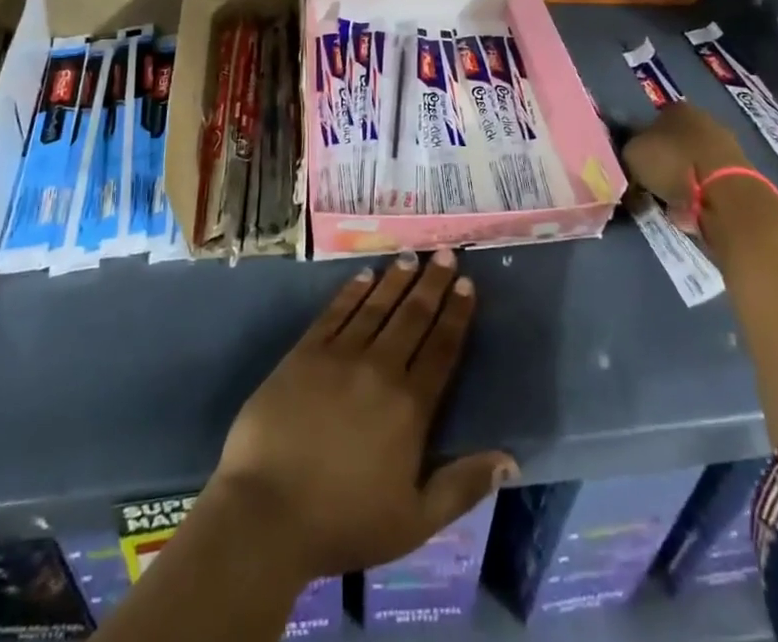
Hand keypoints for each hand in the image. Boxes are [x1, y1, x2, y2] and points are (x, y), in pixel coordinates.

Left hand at [208, 249, 516, 582]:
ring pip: (376, 307)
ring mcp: (339, 356)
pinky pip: (335, 313)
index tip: (467, 285)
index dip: (456, 315)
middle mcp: (380, 369)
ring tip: (412, 256)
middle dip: (432, 284)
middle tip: (446, 254)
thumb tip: (511, 460)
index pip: (441, 349)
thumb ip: (462, 486)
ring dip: (397, 280)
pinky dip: (352, 292)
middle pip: (412, 317)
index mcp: (410, 407)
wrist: (267, 513)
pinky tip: (364, 275)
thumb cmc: (343, 523)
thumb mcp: (415, 522)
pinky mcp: (304, 353)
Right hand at [622, 102, 751, 213]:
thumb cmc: (674, 164)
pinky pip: (706, 183)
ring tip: (666, 200)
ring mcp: (725, 147)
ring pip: (691, 162)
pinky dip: (696, 194)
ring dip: (679, 178)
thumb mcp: (632, 153)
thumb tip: (630, 154)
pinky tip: (686, 209)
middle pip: (674, 140)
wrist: (725, 196)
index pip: (652, 119)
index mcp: (677, 107)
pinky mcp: (739, 175)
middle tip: (647, 182)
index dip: (640, 141)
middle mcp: (704, 119)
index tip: (633, 162)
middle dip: (662, 159)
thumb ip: (628, 150)